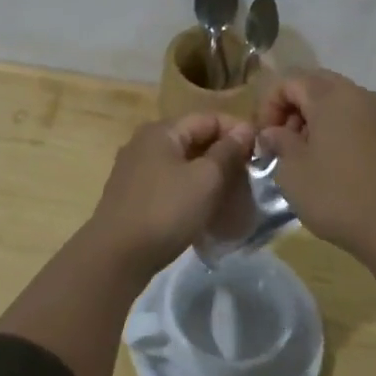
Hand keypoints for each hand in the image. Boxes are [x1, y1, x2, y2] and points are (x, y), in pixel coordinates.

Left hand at [89, 114, 256, 274]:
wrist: (115, 257)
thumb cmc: (165, 211)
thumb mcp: (205, 180)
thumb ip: (227, 152)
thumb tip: (245, 129)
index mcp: (162, 131)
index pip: (208, 118)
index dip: (237, 131)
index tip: (260, 152)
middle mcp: (145, 143)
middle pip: (193, 139)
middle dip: (223, 154)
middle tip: (249, 175)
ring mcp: (135, 170)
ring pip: (182, 163)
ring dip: (208, 174)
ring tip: (231, 194)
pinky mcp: (132, 195)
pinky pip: (169, 183)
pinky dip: (190, 190)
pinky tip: (203, 210)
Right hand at [258, 69, 375, 256]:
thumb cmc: (337, 195)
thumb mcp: (293, 170)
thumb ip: (278, 142)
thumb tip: (273, 132)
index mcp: (330, 95)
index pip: (289, 82)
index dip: (268, 106)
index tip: (263, 138)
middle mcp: (356, 93)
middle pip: (313, 84)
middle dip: (291, 107)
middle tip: (281, 141)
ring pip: (334, 99)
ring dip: (312, 117)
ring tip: (302, 153)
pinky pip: (352, 115)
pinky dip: (334, 126)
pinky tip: (327, 159)